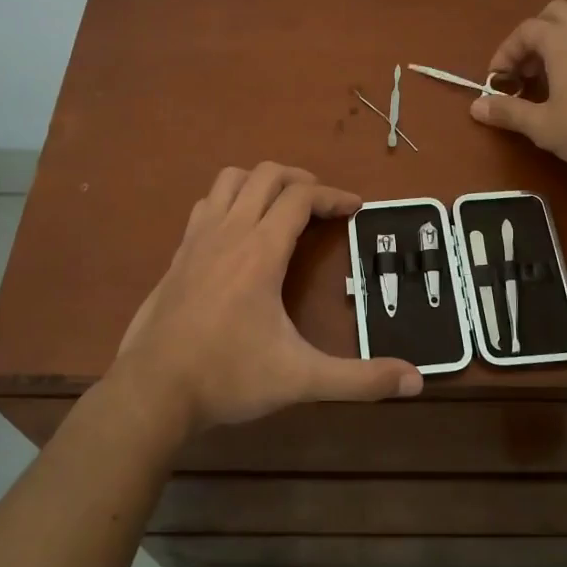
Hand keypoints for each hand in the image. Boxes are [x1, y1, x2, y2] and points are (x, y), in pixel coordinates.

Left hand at [108, 163, 422, 439]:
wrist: (152, 391)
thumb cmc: (228, 377)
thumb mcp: (301, 379)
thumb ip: (359, 380)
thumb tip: (415, 381)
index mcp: (261, 250)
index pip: (301, 197)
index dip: (333, 195)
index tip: (356, 208)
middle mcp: (229, 232)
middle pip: (266, 175)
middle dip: (301, 179)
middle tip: (323, 204)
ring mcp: (197, 240)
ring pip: (229, 180)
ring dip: (260, 182)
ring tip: (282, 207)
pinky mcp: (178, 255)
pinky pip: (206, 205)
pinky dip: (230, 201)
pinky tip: (238, 233)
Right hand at [471, 0, 566, 172]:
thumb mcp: (542, 126)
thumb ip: (507, 112)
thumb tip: (475, 107)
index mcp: (562, 41)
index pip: (524, 31)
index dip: (504, 53)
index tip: (497, 82)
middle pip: (553, 15)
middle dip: (532, 38)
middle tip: (524, 71)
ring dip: (555, 47)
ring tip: (547, 84)